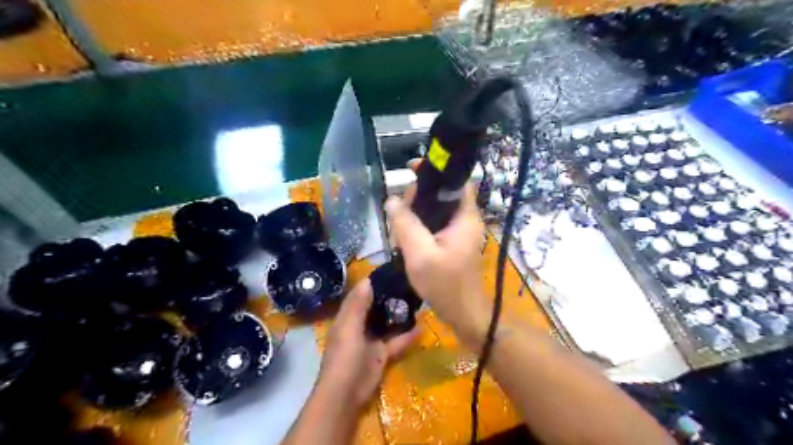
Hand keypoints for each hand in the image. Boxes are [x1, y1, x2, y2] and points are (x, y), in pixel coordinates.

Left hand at [316, 282, 417, 408]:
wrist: (346, 393)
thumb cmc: (344, 357)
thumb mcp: (348, 327)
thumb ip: (358, 305)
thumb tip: (367, 280)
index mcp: (348, 317)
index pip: (360, 295)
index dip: (373, 283)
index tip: (391, 271)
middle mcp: (359, 325)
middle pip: (375, 307)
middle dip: (389, 297)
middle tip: (409, 284)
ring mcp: (371, 340)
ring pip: (387, 323)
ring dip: (399, 315)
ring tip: (417, 300)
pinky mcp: (382, 354)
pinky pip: (396, 342)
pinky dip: (407, 336)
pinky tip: (422, 327)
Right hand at [384, 183, 489, 348]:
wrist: (463, 314)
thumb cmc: (445, 285)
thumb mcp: (420, 254)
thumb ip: (405, 224)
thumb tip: (392, 200)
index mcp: (465, 217)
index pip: (456, 180)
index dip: (436, 171)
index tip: (412, 169)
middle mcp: (465, 220)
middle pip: (442, 194)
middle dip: (419, 196)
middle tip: (400, 210)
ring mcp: (460, 232)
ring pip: (436, 210)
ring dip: (417, 213)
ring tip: (399, 226)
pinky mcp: (453, 243)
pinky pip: (435, 225)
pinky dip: (420, 226)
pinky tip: (406, 237)